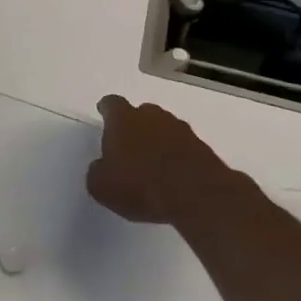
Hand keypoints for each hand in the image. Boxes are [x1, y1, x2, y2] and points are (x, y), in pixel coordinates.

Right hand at [86, 95, 259, 227]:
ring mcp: (181, 129)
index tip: (104, 114)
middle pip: (140, 113)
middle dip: (134, 126)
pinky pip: (182, 147)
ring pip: (163, 129)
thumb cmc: (140, 186)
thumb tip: (101, 167)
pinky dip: (176, 156)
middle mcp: (152, 116)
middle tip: (128, 147)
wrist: (197, 196)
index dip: (107, 110)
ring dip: (157, 141)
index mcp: (123, 119)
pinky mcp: (202, 148)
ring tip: (152, 165)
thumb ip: (97, 172)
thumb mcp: (101, 187)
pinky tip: (172, 177)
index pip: (111, 104)